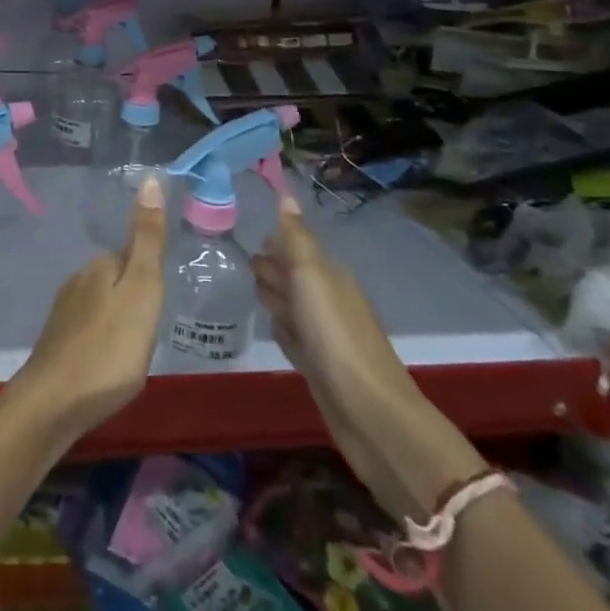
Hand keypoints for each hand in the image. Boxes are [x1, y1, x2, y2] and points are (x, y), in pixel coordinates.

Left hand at [12, 174, 166, 446]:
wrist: (53, 404)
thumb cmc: (109, 348)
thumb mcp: (142, 290)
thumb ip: (147, 239)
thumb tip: (148, 178)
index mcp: (100, 267)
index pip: (132, 255)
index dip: (149, 274)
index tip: (162, 298)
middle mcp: (77, 281)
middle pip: (115, 279)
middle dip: (134, 296)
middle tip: (153, 326)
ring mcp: (63, 314)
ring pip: (100, 305)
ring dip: (118, 319)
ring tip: (135, 349)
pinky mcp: (57, 345)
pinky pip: (89, 331)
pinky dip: (103, 341)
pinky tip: (109, 364)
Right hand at [253, 196, 482, 521]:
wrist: (370, 414)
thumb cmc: (336, 336)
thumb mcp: (311, 277)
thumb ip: (295, 239)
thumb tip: (286, 196)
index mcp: (330, 276)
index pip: (296, 247)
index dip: (273, 243)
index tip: (245, 238)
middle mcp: (329, 300)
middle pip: (293, 275)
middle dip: (270, 268)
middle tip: (239, 264)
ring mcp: (324, 336)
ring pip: (292, 306)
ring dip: (274, 297)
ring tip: (248, 290)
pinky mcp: (319, 367)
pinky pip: (294, 338)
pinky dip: (282, 331)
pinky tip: (271, 329)